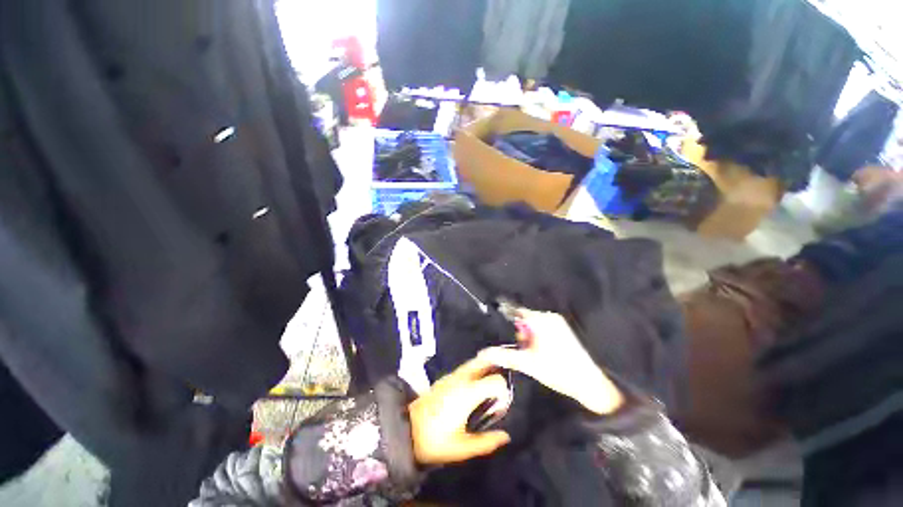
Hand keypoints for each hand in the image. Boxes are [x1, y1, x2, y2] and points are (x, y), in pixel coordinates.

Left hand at [408, 356, 511, 465]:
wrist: (407, 430)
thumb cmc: (436, 440)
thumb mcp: (463, 448)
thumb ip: (487, 442)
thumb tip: (505, 436)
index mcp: (468, 393)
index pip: (495, 381)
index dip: (503, 391)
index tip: (501, 405)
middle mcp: (461, 379)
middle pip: (483, 361)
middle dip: (496, 366)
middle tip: (501, 382)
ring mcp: (452, 376)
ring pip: (473, 363)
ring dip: (485, 368)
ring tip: (489, 384)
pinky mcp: (445, 378)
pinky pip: (465, 368)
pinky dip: (475, 370)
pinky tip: (474, 386)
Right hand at [479, 308, 623, 415]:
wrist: (589, 383)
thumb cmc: (557, 371)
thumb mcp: (527, 364)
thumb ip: (504, 355)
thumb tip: (484, 352)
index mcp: (541, 320)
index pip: (517, 310)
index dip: (507, 316)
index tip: (501, 327)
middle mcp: (550, 316)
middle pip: (525, 318)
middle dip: (521, 332)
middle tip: (524, 349)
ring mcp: (558, 322)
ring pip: (535, 324)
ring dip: (530, 336)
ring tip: (534, 353)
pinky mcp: (564, 330)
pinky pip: (544, 327)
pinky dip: (538, 336)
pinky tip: (543, 352)